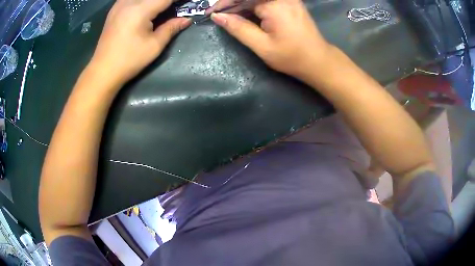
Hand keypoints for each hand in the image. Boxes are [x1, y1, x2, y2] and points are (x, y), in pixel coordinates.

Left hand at [90, 0, 190, 85]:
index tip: (188, 3)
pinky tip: (146, 8)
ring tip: (162, 8)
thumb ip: (171, 28)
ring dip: (155, 0)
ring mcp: (119, 4)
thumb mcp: (154, 46)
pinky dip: (143, 1)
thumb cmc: (129, 60)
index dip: (179, 0)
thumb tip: (186, 19)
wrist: (103, 71)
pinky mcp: (114, 9)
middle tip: (175, 7)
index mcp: (140, 10)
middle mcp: (129, 2)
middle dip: (166, 0)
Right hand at [211, 0, 332, 80]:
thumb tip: (217, 17)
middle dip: (232, 4)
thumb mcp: (262, 45)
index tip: (211, 13)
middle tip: (219, 16)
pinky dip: (253, 6)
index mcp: (274, 4)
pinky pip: (266, 1)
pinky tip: (245, 15)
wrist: (318, 60)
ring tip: (230, 17)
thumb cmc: (291, 56)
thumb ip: (238, 28)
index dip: (224, 4)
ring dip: (242, 5)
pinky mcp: (290, 2)